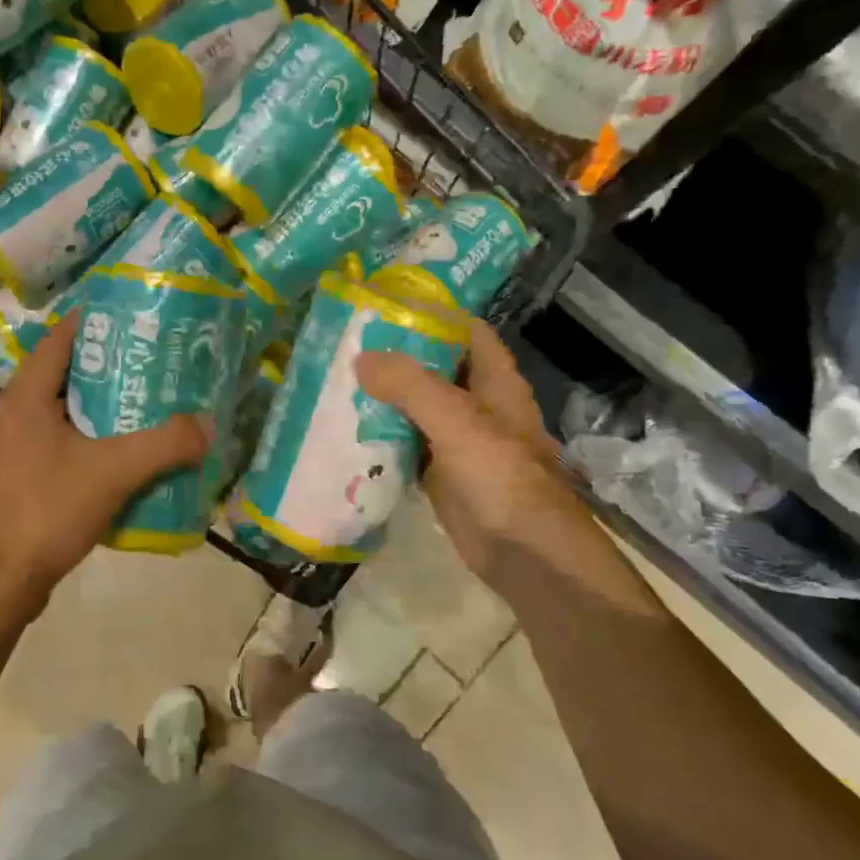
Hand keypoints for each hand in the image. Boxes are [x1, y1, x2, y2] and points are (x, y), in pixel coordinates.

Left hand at [0, 310, 211, 601]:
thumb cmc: (47, 511)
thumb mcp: (114, 473)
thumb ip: (165, 446)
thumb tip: (208, 425)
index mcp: (22, 398)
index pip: (57, 341)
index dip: (93, 324)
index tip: (132, 320)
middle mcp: (6, 416)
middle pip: (58, 377)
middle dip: (103, 370)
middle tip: (149, 367)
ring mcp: (2, 451)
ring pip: (54, 415)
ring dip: (92, 410)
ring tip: (137, 410)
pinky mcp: (6, 482)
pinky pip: (48, 446)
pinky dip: (79, 442)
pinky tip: (110, 460)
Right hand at [356, 320, 585, 585]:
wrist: (523, 552)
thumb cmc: (500, 477)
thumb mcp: (457, 421)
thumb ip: (410, 386)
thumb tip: (360, 358)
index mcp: (493, 381)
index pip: (464, 331)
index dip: (431, 314)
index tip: (384, 306)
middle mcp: (477, 405)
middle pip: (434, 368)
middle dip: (395, 357)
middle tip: (344, 344)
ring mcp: (458, 441)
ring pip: (416, 408)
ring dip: (383, 397)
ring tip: (336, 381)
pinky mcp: (441, 473)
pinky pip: (406, 445)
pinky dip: (381, 437)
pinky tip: (346, 431)